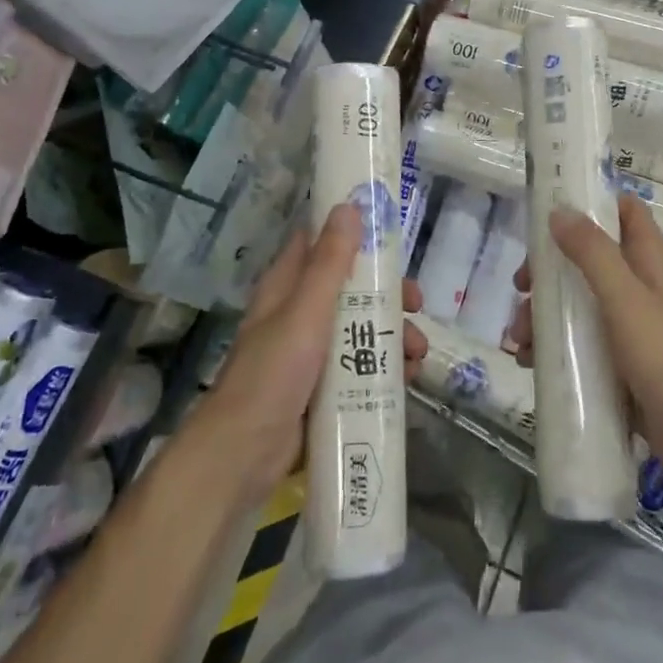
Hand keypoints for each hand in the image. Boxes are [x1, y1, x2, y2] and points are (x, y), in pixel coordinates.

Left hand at [199, 204, 426, 496]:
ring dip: (393, 334)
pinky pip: (361, 366)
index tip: (391, 231)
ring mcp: (311, 353)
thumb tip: (349, 207)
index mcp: (287, 288)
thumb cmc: (273, 374)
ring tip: (417, 354)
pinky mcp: (323, 388)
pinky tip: (408, 379)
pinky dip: (385, 367)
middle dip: (387, 294)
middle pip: (351, 288)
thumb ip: (329, 263)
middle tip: (416, 303)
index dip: (353, 232)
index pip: (320, 243)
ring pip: (360, 328)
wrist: (244, 456)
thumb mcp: (305, 312)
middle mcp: (299, 314)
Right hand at [510, 193, 662, 473]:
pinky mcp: (617, 363)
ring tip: (518, 338)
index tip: (552, 210)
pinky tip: (529, 362)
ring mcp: (627, 327)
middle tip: (521, 286)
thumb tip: (558, 211)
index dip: (593, 203)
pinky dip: (552, 346)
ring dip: (543, 313)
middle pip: (587, 259)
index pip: (625, 212)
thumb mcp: (625, 298)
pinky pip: (578, 343)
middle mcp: (637, 287)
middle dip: (550, 269)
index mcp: (647, 262)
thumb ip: (593, 253)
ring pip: (577, 303)